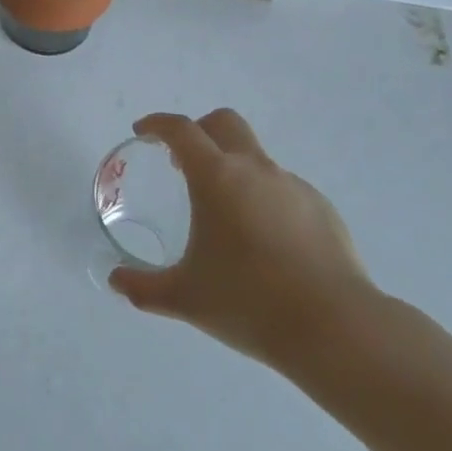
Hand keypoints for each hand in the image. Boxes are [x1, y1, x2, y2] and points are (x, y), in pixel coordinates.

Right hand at [109, 109, 377, 372]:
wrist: (335, 327)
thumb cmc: (249, 303)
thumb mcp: (186, 298)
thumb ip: (145, 287)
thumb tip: (116, 281)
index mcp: (217, 177)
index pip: (181, 130)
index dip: (158, 124)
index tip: (143, 131)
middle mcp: (255, 169)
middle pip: (224, 123)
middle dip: (199, 131)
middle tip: (183, 162)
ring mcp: (292, 185)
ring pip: (255, 158)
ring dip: (234, 169)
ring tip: (226, 216)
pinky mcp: (321, 208)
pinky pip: (283, 189)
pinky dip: (265, 199)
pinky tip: (266, 242)